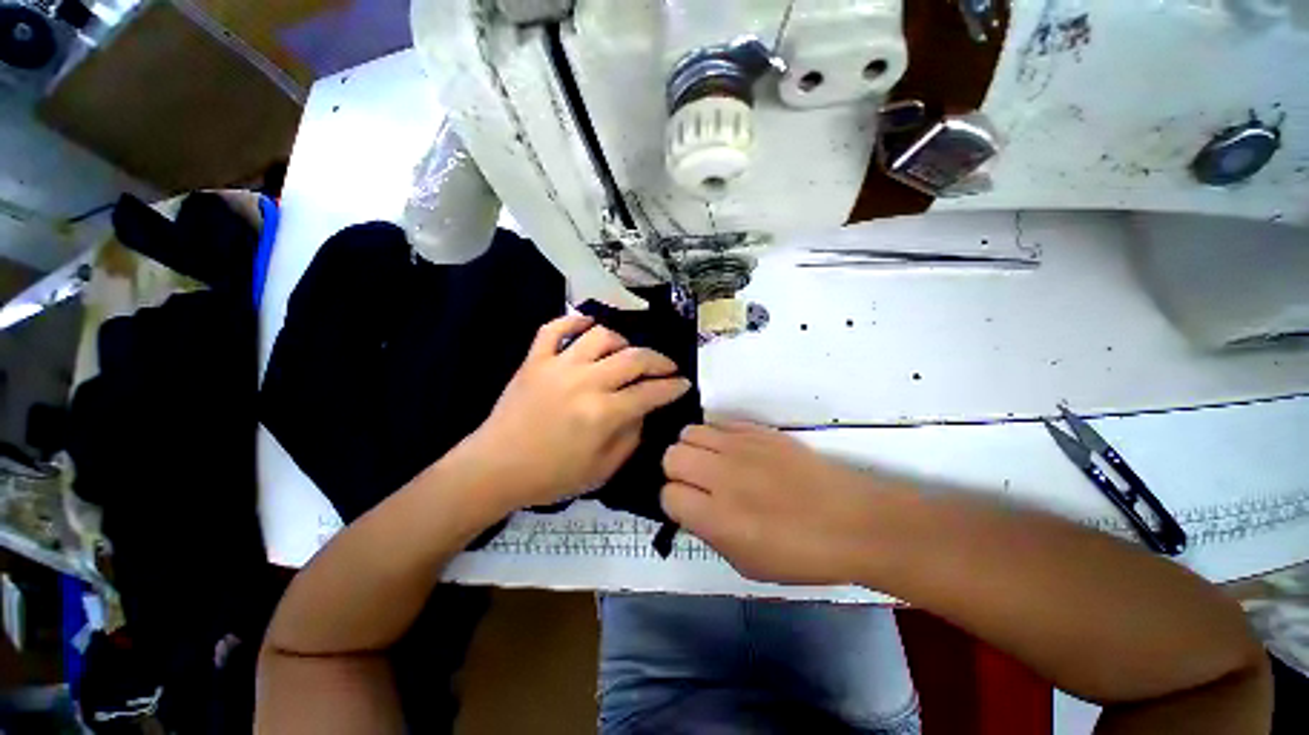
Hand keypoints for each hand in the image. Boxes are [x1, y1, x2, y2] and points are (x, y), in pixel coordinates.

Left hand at [462, 314, 689, 510]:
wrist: (493, 469)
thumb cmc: (550, 477)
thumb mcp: (602, 470)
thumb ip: (630, 437)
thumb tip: (642, 410)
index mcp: (603, 414)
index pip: (650, 393)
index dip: (673, 387)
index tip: (684, 383)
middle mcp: (585, 383)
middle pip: (633, 359)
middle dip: (659, 361)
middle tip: (668, 367)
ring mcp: (557, 366)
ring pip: (600, 336)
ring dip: (622, 342)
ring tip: (627, 353)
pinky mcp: (534, 360)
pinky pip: (554, 328)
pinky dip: (573, 320)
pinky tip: (588, 324)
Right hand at [661, 422, 892, 584]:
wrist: (852, 521)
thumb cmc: (802, 554)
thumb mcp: (747, 565)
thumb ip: (709, 534)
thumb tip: (690, 509)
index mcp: (717, 518)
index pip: (668, 495)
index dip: (674, 502)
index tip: (688, 507)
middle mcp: (721, 476)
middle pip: (672, 456)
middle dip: (676, 471)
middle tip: (695, 482)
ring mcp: (740, 447)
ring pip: (690, 432)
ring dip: (693, 448)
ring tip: (710, 462)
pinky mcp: (758, 430)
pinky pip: (719, 423)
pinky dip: (716, 436)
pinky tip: (732, 451)